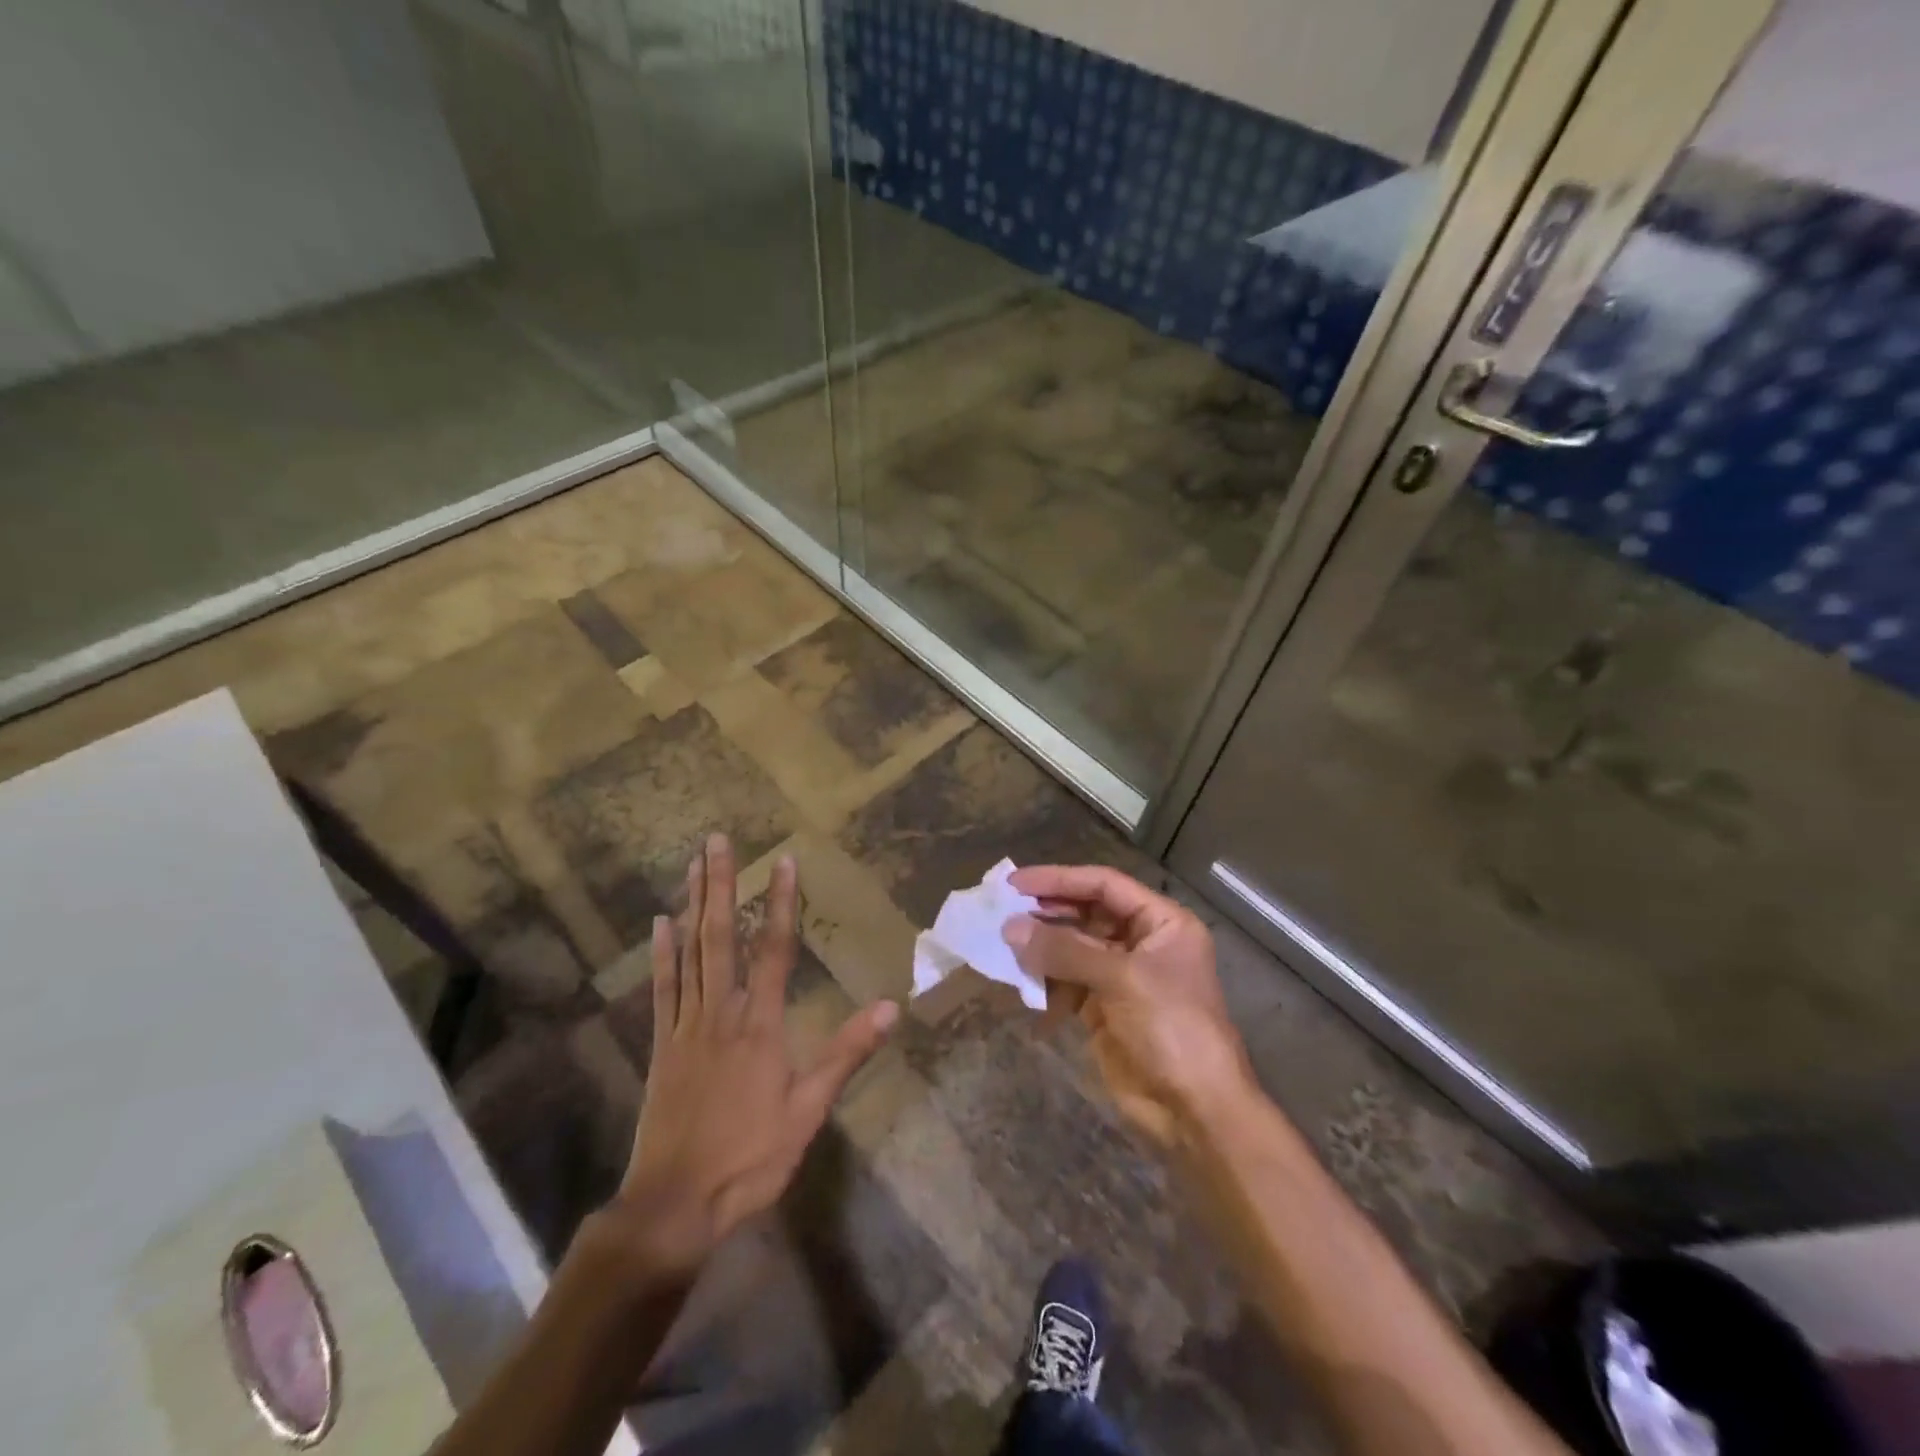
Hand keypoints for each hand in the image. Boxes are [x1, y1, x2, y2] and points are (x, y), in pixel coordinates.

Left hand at [601, 834, 897, 1284]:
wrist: (675, 1204)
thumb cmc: (750, 1157)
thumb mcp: (808, 1110)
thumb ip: (846, 1054)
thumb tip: (891, 1006)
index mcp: (760, 1025)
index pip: (776, 950)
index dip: (782, 904)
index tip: (784, 862)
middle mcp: (721, 1013)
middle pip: (722, 937)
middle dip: (721, 886)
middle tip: (716, 841)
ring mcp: (687, 1026)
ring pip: (691, 953)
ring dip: (693, 906)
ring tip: (694, 865)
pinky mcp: (662, 1045)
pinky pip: (663, 989)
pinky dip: (663, 953)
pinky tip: (661, 924)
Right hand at [1004, 865, 1254, 1147]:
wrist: (1195, 1111)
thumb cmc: (1171, 1029)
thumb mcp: (1121, 979)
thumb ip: (1064, 950)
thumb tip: (1010, 927)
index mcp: (1162, 923)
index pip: (1105, 885)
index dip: (1060, 880)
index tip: (1017, 882)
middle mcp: (1142, 943)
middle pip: (1087, 913)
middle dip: (1047, 913)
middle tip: (1003, 911)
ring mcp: (1122, 977)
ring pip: (1074, 948)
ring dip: (1042, 947)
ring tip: (1005, 945)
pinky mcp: (1104, 1009)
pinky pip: (1067, 981)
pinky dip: (1045, 980)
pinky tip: (1021, 980)